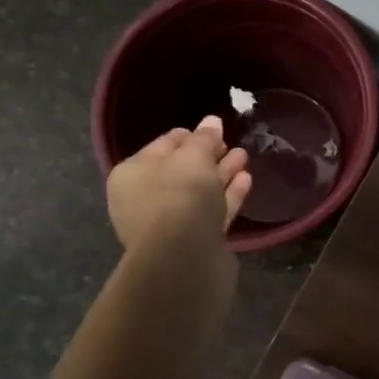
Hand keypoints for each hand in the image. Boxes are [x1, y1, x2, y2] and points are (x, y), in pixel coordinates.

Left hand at [106, 116, 251, 253]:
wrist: (183, 256)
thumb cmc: (179, 195)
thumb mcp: (193, 156)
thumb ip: (204, 138)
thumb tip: (212, 121)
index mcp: (132, 174)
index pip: (163, 145)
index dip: (189, 135)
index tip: (213, 128)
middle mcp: (145, 198)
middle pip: (181, 170)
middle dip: (208, 155)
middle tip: (231, 143)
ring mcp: (169, 223)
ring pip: (199, 192)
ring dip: (221, 174)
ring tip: (243, 157)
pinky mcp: (193, 241)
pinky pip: (211, 211)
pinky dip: (228, 195)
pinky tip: (246, 180)